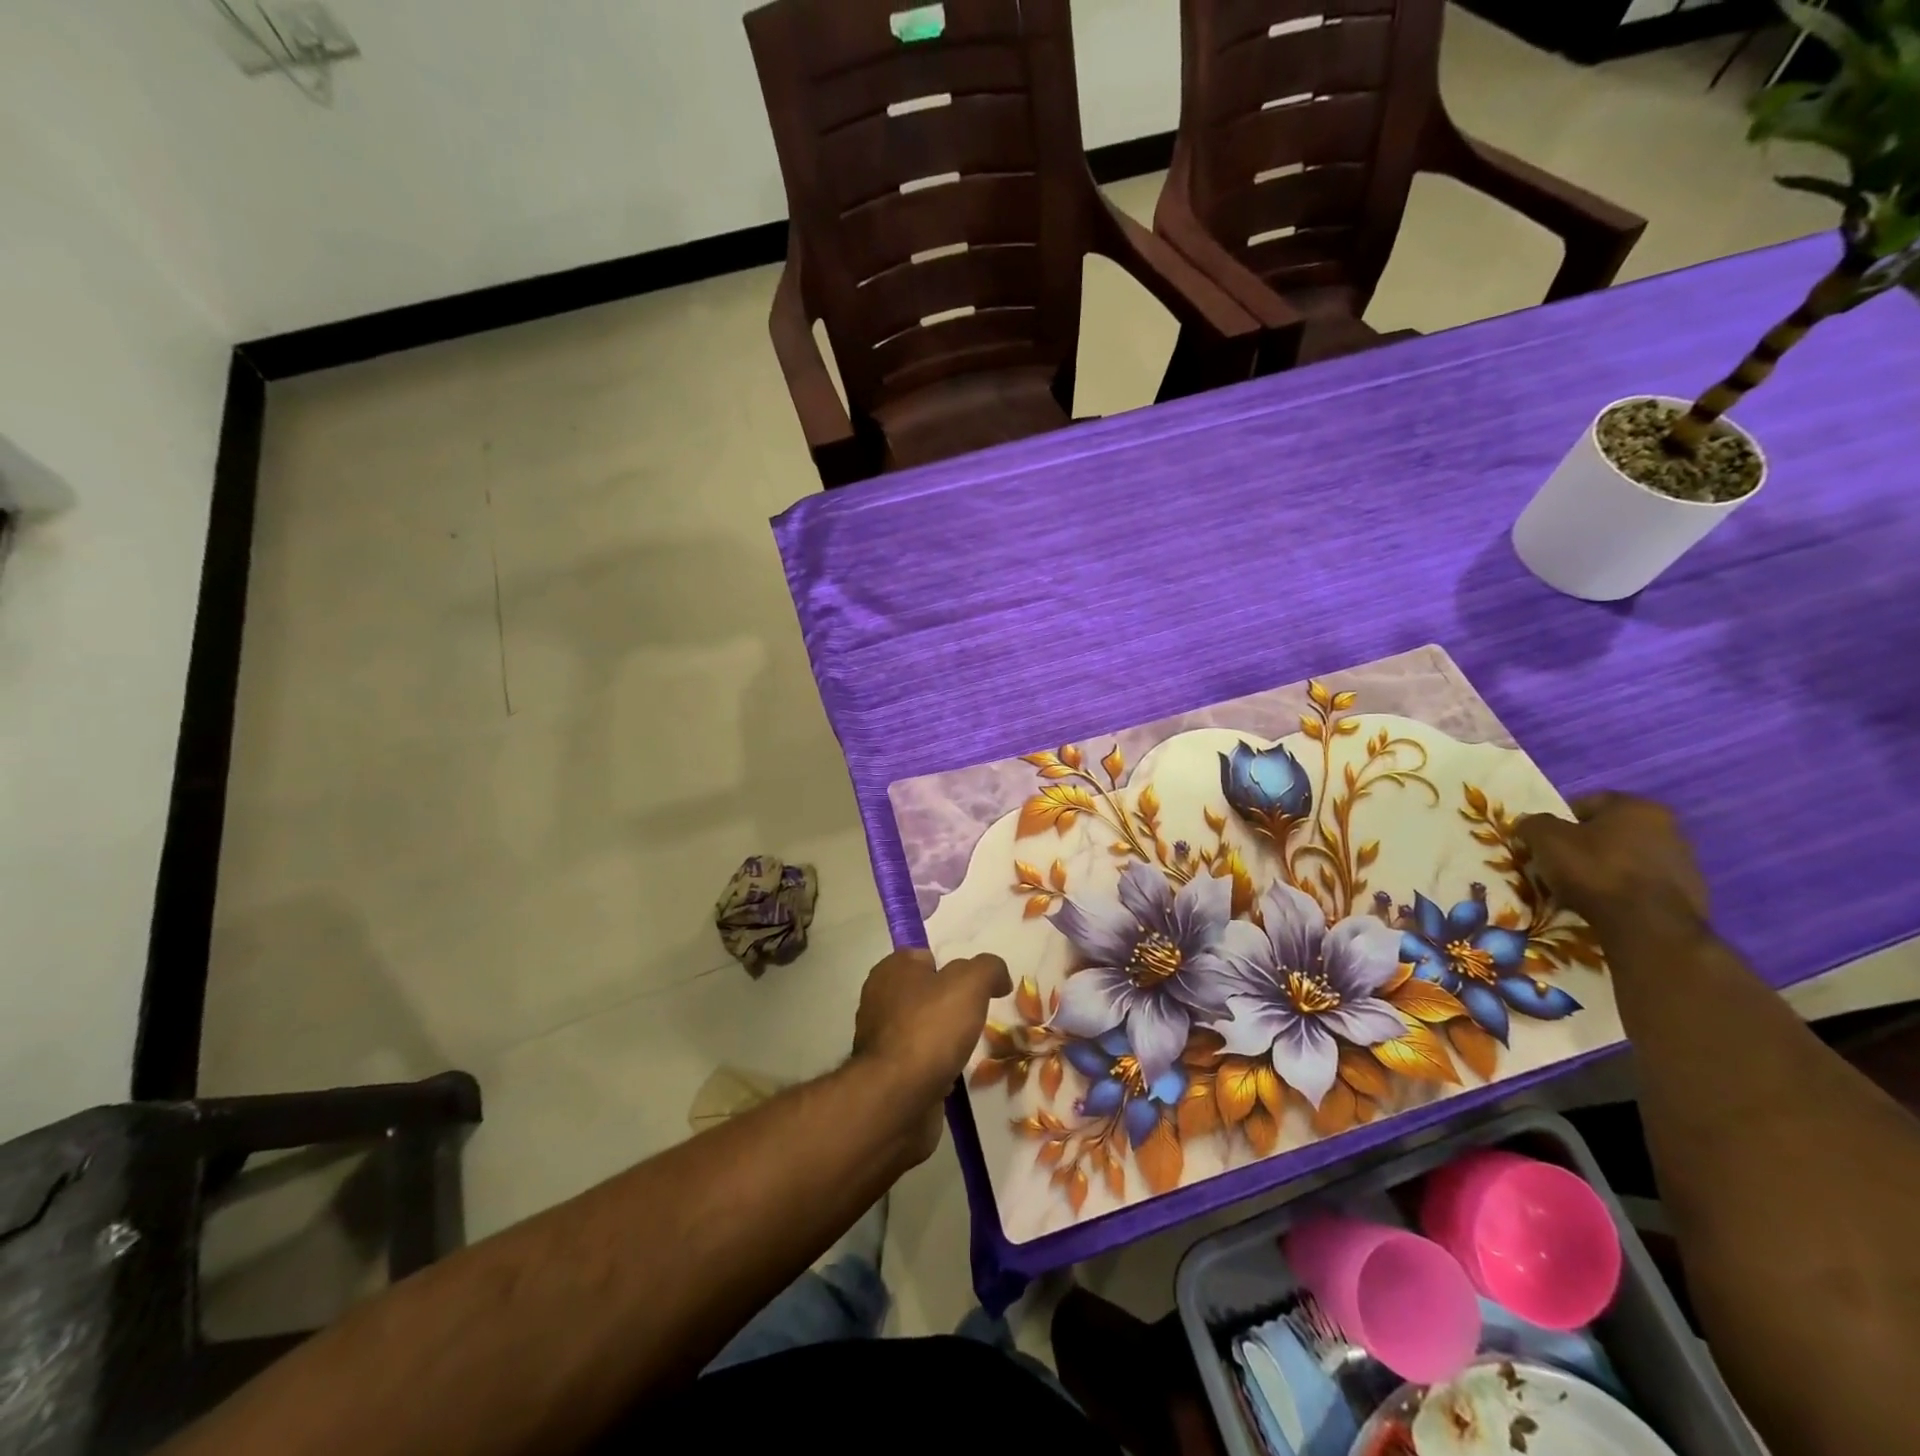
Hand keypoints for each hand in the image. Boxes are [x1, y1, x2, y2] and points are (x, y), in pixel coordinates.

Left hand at [851, 949, 1011, 1161]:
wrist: (896, 1099)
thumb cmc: (930, 1029)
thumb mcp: (970, 983)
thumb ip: (988, 968)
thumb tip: (999, 976)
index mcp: (892, 969)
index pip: (929, 957)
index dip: (956, 969)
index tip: (978, 989)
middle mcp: (880, 999)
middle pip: (927, 994)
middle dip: (951, 1006)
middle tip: (978, 1019)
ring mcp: (880, 1039)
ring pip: (923, 1029)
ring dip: (945, 1039)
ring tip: (970, 1049)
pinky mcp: (885, 1074)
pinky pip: (918, 1062)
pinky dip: (936, 1068)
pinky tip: (953, 1076)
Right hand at [1515, 792, 1709, 934]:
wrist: (1647, 925)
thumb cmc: (1594, 870)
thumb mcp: (1545, 839)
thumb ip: (1533, 823)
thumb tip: (1530, 824)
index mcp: (1637, 807)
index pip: (1587, 803)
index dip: (1559, 821)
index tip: (1543, 841)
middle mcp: (1669, 828)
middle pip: (1610, 832)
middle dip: (1584, 845)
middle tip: (1559, 864)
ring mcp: (1685, 863)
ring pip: (1628, 859)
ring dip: (1605, 869)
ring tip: (1580, 889)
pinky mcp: (1690, 895)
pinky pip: (1643, 885)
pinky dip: (1624, 891)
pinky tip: (1605, 905)